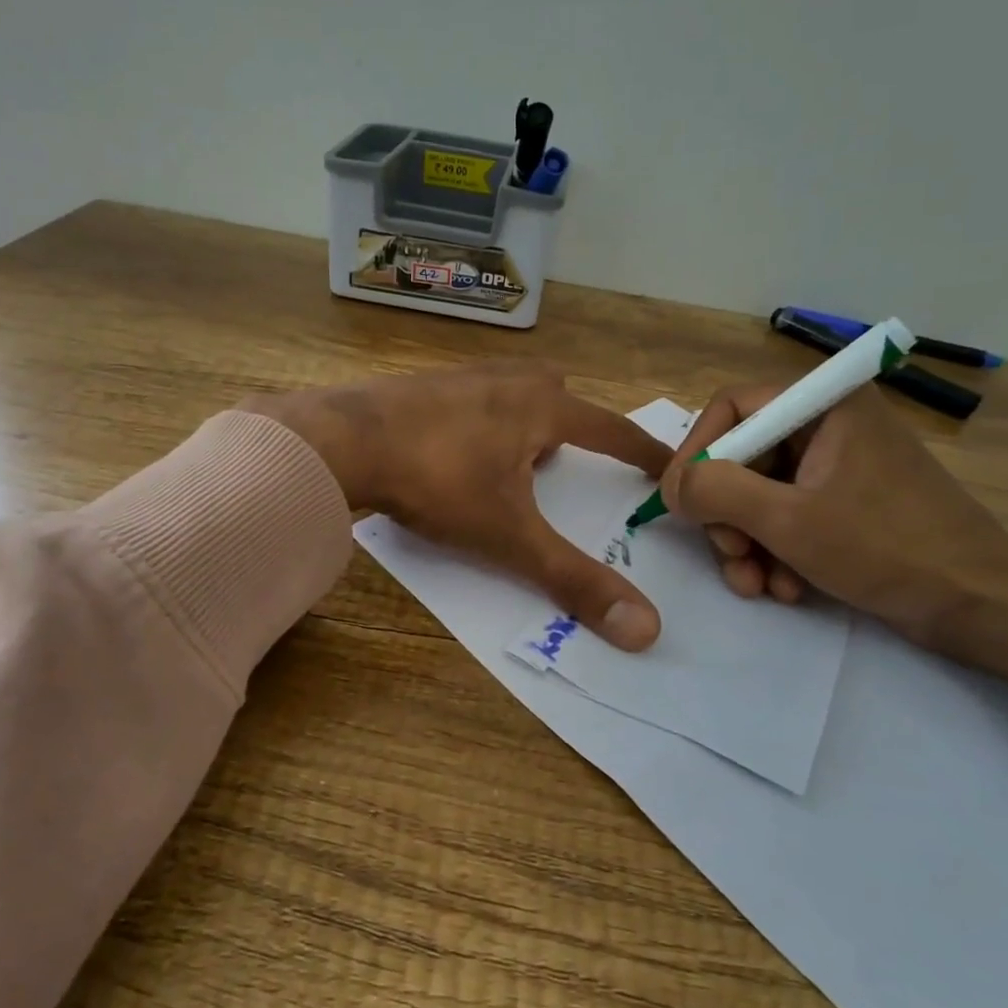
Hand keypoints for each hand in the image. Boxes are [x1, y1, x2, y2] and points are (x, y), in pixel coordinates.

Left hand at [245, 363, 670, 651]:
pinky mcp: (417, 388)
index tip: (665, 464)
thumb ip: (572, 579)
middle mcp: (504, 381)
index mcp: (539, 406)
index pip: (610, 428)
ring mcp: (457, 379)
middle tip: (562, 464)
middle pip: (555, 392)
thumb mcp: (509, 536)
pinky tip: (453, 456)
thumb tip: (645, 629)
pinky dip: (476, 424)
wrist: (342, 441)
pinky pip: (466, 401)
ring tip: (508, 466)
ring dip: (520, 423)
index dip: (641, 450)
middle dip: (569, 424)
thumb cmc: (439, 480)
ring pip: (508, 393)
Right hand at [661, 385, 1007, 731]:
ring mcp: (840, 467)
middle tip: (729, 554)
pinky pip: (789, 516)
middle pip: (743, 456)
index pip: (731, 408)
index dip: (696, 452)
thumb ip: (717, 491)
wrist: (984, 607)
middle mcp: (829, 425)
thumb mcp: (788, 520)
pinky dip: (777, 551)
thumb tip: (674, 485)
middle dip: (727, 513)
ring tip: (758, 585)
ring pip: (761, 493)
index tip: (678, 503)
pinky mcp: (848, 504)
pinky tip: (786, 588)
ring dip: (748, 543)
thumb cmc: (887, 549)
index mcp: (825, 405)